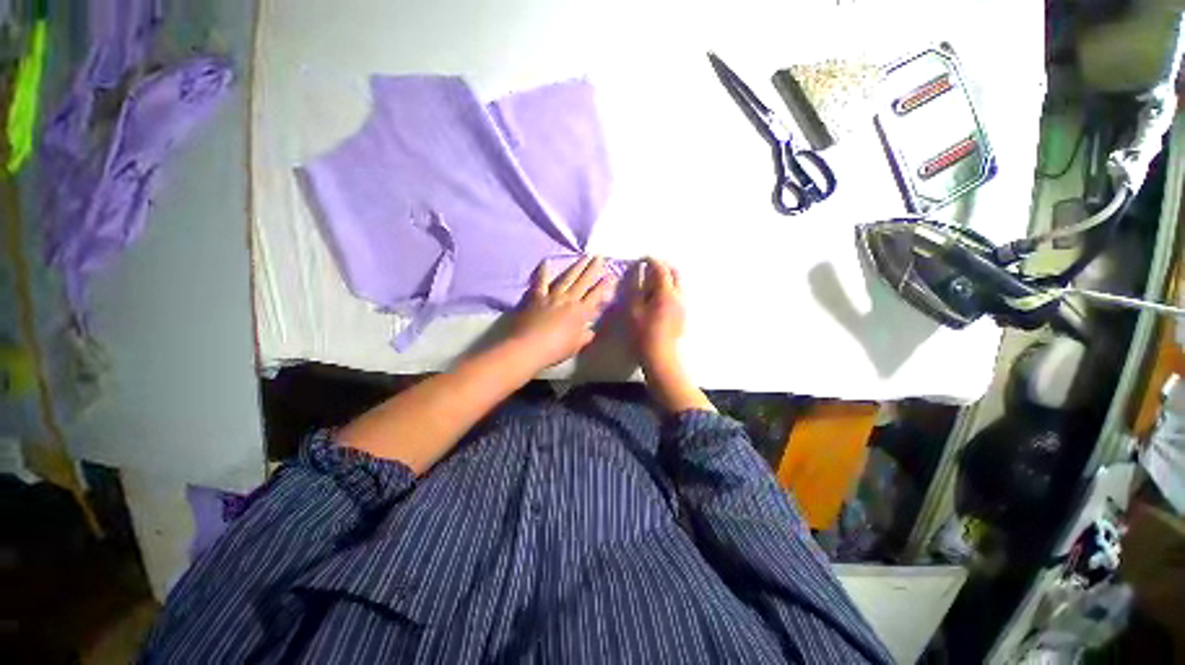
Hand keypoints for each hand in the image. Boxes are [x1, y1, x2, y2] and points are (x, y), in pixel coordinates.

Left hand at [508, 256, 616, 369]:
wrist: (530, 347)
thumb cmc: (556, 349)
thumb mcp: (576, 345)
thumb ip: (585, 336)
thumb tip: (591, 331)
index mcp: (581, 313)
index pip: (595, 296)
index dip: (604, 285)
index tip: (611, 274)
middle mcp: (569, 300)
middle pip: (583, 282)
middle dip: (593, 268)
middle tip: (599, 256)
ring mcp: (552, 296)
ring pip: (567, 278)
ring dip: (576, 266)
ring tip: (584, 256)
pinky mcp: (536, 296)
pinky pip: (541, 281)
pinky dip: (543, 271)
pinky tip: (546, 261)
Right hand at [628, 257, 714, 413]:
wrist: (660, 357)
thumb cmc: (643, 334)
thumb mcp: (634, 309)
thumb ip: (636, 287)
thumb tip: (638, 271)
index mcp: (666, 292)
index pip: (661, 268)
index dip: (651, 260)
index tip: (641, 260)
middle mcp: (678, 296)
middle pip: (675, 272)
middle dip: (662, 267)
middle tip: (647, 270)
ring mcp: (683, 305)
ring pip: (678, 283)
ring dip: (666, 278)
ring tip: (649, 285)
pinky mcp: (683, 314)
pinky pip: (677, 294)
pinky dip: (668, 289)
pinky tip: (656, 300)